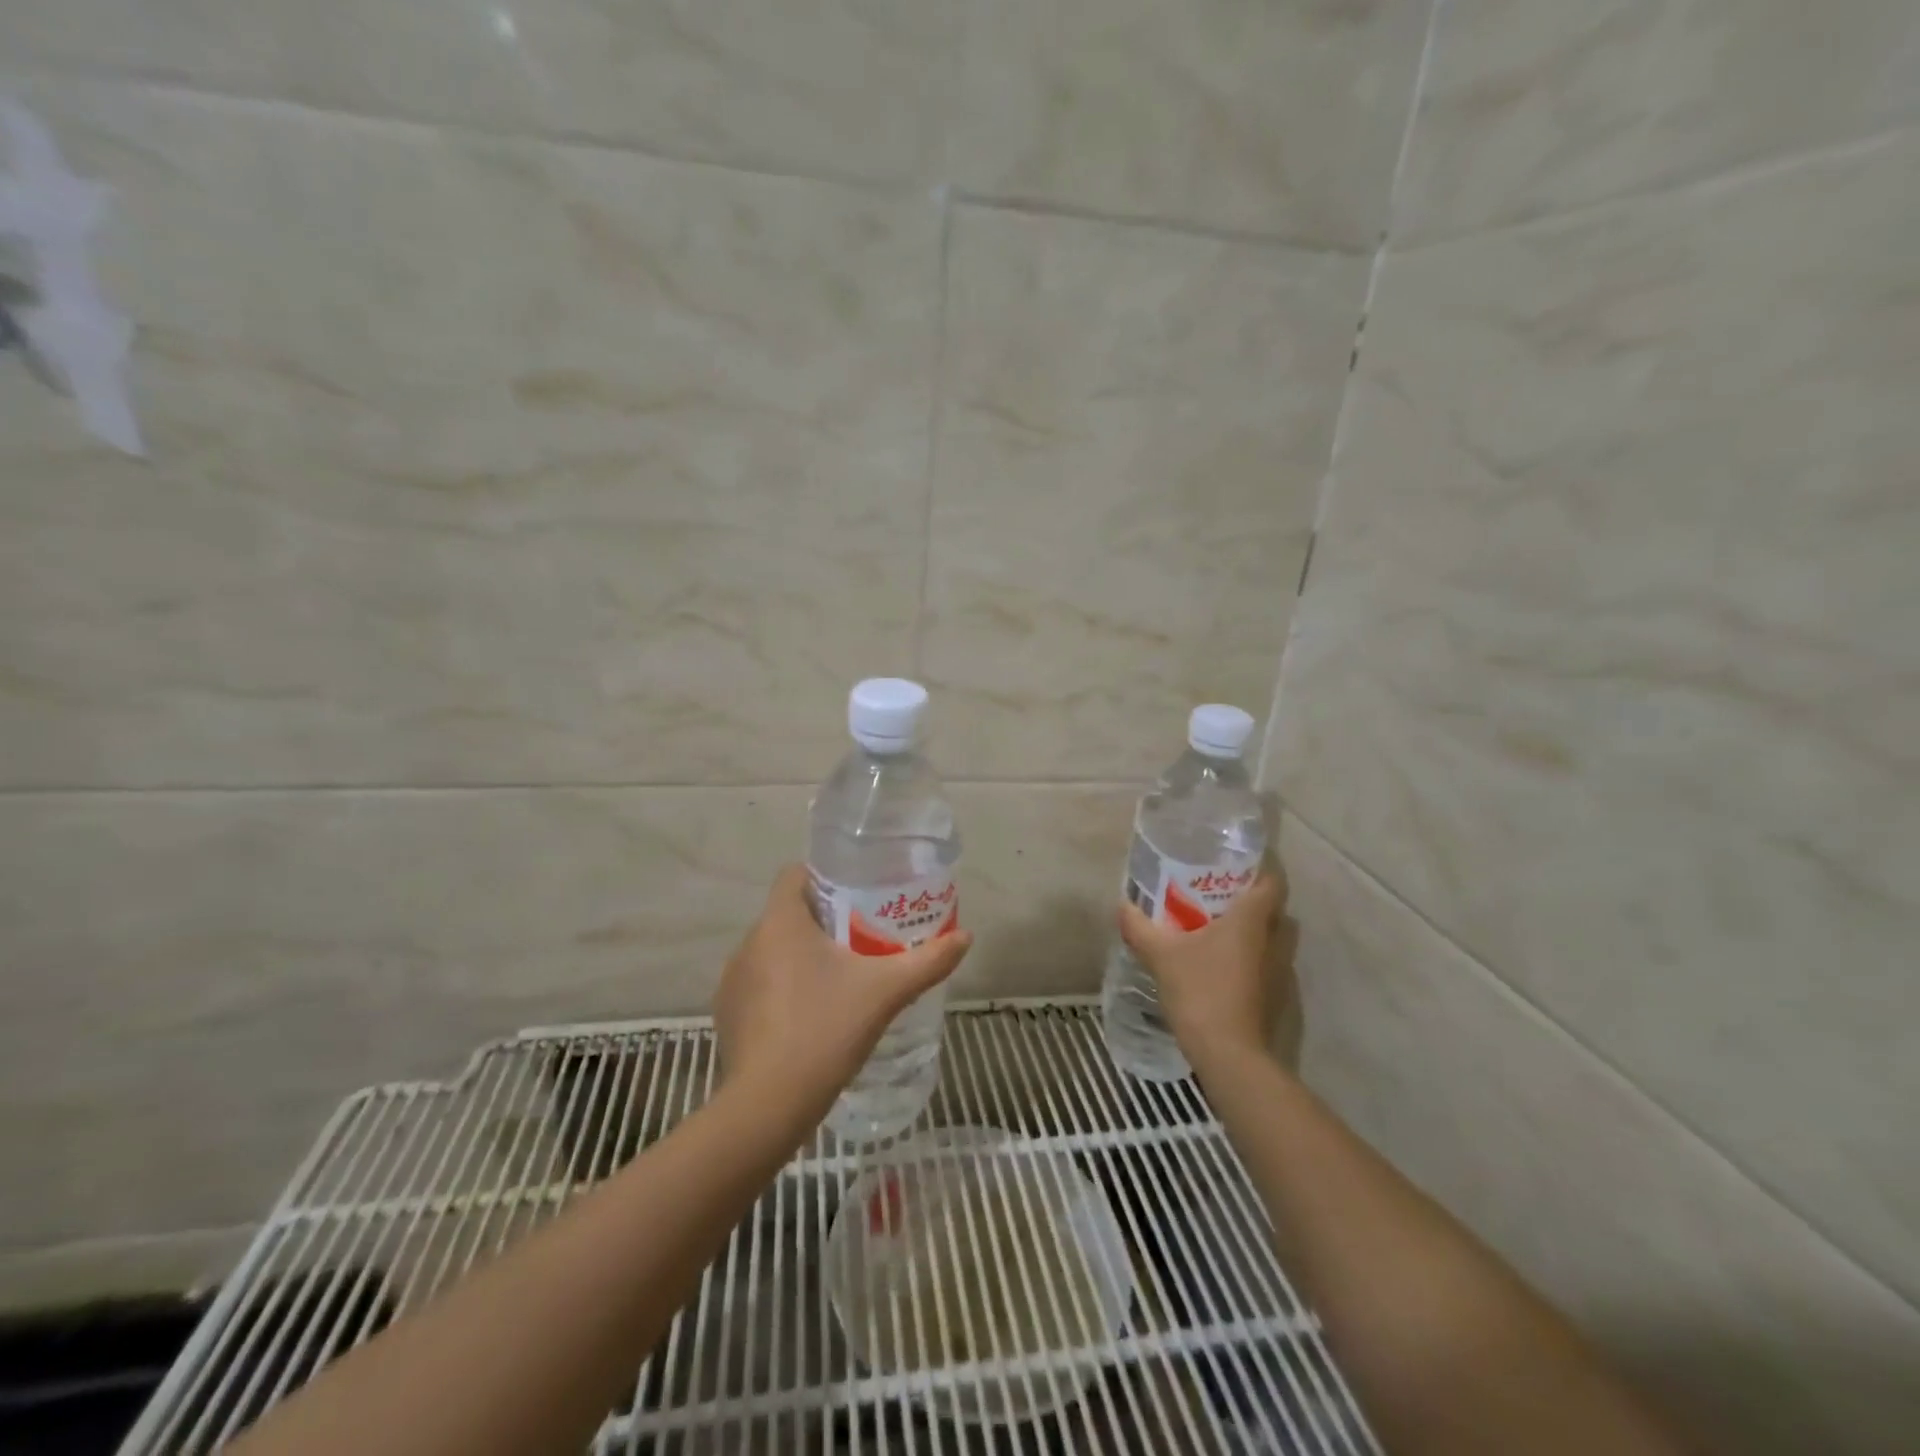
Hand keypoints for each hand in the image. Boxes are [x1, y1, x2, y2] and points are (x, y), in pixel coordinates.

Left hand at [715, 865, 973, 1120]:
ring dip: (803, 955)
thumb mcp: (887, 992)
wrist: (769, 1105)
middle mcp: (750, 941)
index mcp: (781, 922)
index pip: (796, 874)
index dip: (826, 876)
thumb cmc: (826, 1029)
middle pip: (790, 913)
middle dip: (825, 920)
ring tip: (841, 976)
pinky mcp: (728, 1013)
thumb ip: (928, 961)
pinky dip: (784, 987)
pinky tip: (811, 1014)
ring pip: (774, 949)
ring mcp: (734, 979)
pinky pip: (761, 983)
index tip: (858, 892)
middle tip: (864, 937)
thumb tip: (966, 937)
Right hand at [1116, 869, 1294, 1071]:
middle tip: (1215, 894)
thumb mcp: (1160, 954)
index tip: (1233, 863)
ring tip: (1213, 926)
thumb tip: (1122, 905)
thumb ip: (1139, 927)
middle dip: (1248, 898)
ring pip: (1269, 937)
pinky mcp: (1273, 995)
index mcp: (1252, 920)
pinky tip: (1217, 963)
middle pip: (1272, 908)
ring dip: (1249, 930)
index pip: (1272, 881)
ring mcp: (1278, 971)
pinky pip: (1264, 962)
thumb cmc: (1200, 990)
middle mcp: (1273, 940)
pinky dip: (1246, 957)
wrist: (1229, 1054)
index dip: (1258, 868)